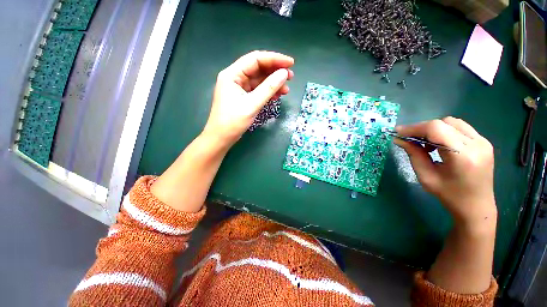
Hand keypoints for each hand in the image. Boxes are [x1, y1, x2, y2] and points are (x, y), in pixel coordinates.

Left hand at [203, 51, 294, 145]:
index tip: (291, 63)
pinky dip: (268, 92)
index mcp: (232, 74)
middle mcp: (235, 78)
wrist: (222, 138)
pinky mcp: (243, 98)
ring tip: (286, 89)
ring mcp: (239, 88)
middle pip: (258, 69)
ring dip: (273, 84)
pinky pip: (258, 91)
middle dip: (275, 72)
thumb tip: (284, 74)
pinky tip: (277, 95)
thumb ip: (268, 88)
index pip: (255, 59)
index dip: (274, 59)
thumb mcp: (252, 104)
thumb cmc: (233, 121)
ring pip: (259, 81)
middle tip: (291, 77)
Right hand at [395, 117, 496, 227]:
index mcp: (463, 156)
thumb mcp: (426, 176)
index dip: (414, 128)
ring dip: (433, 129)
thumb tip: (398, 139)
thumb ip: (413, 154)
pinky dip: (444, 131)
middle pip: (443, 123)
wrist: (476, 206)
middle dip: (421, 128)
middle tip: (408, 139)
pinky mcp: (484, 142)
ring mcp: (483, 141)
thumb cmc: (449, 195)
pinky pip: (459, 127)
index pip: (436, 129)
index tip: (397, 132)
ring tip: (425, 143)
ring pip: (451, 122)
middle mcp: (477, 144)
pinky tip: (438, 143)